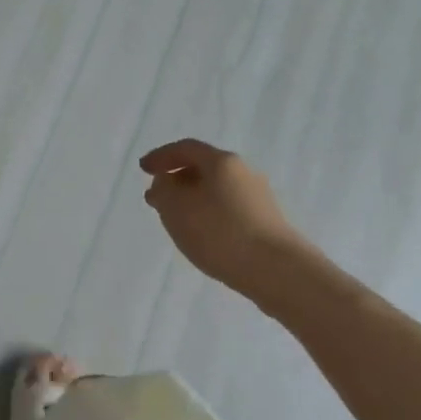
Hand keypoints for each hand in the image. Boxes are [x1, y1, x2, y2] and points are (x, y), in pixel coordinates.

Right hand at [139, 139, 311, 298]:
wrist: (277, 271)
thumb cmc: (220, 232)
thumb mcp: (176, 208)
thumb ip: (163, 190)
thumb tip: (165, 183)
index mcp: (222, 161)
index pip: (186, 148)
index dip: (161, 157)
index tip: (143, 170)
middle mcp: (243, 172)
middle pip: (204, 168)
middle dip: (177, 180)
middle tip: (157, 197)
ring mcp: (259, 198)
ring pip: (216, 190)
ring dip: (192, 199)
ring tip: (177, 220)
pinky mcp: (266, 222)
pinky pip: (229, 209)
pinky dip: (209, 214)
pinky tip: (203, 235)